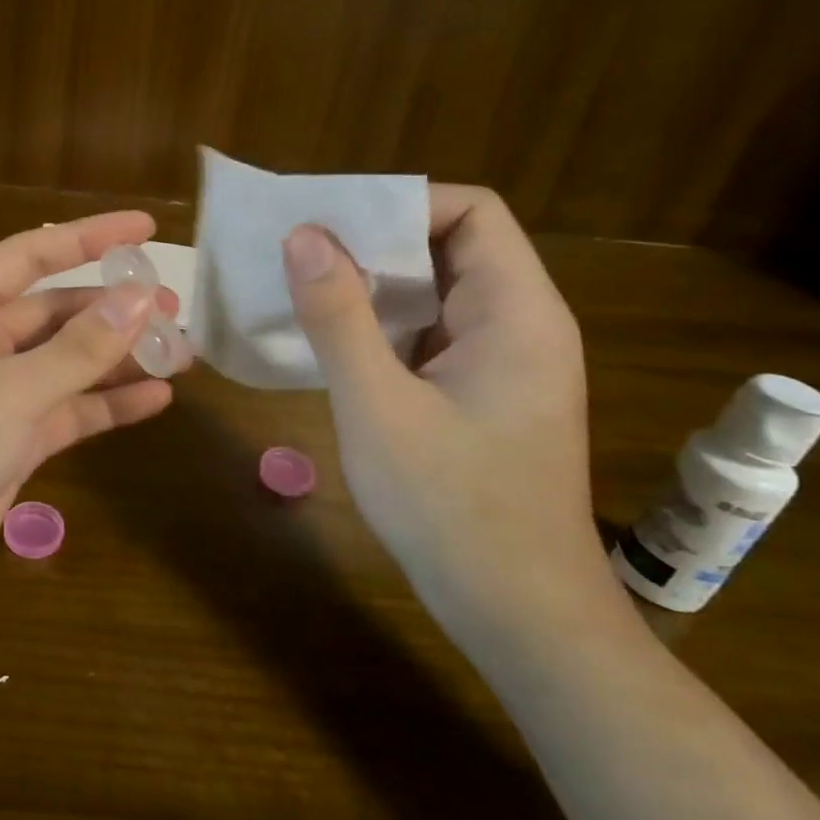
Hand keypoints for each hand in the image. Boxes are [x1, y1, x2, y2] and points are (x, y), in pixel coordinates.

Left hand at [0, 212, 185, 630]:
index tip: (146, 229)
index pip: (29, 255)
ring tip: (180, 353)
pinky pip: (66, 411)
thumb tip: (142, 298)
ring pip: (65, 363)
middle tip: (174, 310)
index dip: (89, 237)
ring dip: (118, 357)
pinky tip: (156, 399)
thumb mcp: (10, 391)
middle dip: (113, 309)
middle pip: (54, 311)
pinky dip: (106, 405)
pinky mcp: (9, 442)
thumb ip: (80, 347)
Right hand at [282, 186, 621, 653]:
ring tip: (302, 289)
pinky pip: (430, 335)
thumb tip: (304, 235)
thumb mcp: (378, 406)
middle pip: (450, 247)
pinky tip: (333, 343)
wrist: (519, 615)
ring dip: (372, 286)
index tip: (330, 222)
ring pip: (436, 293)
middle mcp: (520, 324)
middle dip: (374, 243)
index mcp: (516, 312)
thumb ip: (339, 316)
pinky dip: (382, 326)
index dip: (401, 203)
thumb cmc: (452, 508)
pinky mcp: (484, 394)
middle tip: (298, 252)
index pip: (470, 212)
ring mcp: (504, 362)